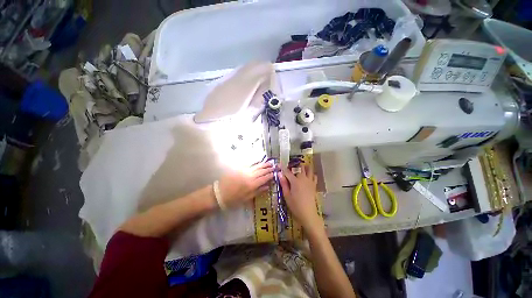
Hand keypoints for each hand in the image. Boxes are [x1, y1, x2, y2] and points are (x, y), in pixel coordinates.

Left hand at [218, 162, 274, 207]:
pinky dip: (256, 162)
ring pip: (257, 166)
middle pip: (261, 171)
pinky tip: (260, 160)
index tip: (275, 173)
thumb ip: (258, 192)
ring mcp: (244, 171)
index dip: (270, 175)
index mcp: (252, 184)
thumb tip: (267, 187)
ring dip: (264, 164)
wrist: (219, 194)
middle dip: (268, 168)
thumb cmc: (233, 199)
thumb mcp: (247, 199)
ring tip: (270, 162)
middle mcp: (250, 176)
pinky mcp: (240, 168)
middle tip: (275, 166)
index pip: (264, 178)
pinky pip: (250, 164)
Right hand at [279, 165, 322, 231]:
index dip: (282, 167)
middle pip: (299, 168)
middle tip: (290, 168)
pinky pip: (314, 176)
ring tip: (301, 169)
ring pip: (309, 169)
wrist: (308, 214)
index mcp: (295, 181)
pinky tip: (308, 176)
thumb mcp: (286, 195)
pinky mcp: (314, 185)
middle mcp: (303, 178)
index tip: (279, 164)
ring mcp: (310, 181)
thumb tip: (279, 174)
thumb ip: (283, 183)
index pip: (287, 172)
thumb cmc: (295, 205)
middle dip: (294, 166)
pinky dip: (311, 174)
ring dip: (305, 167)